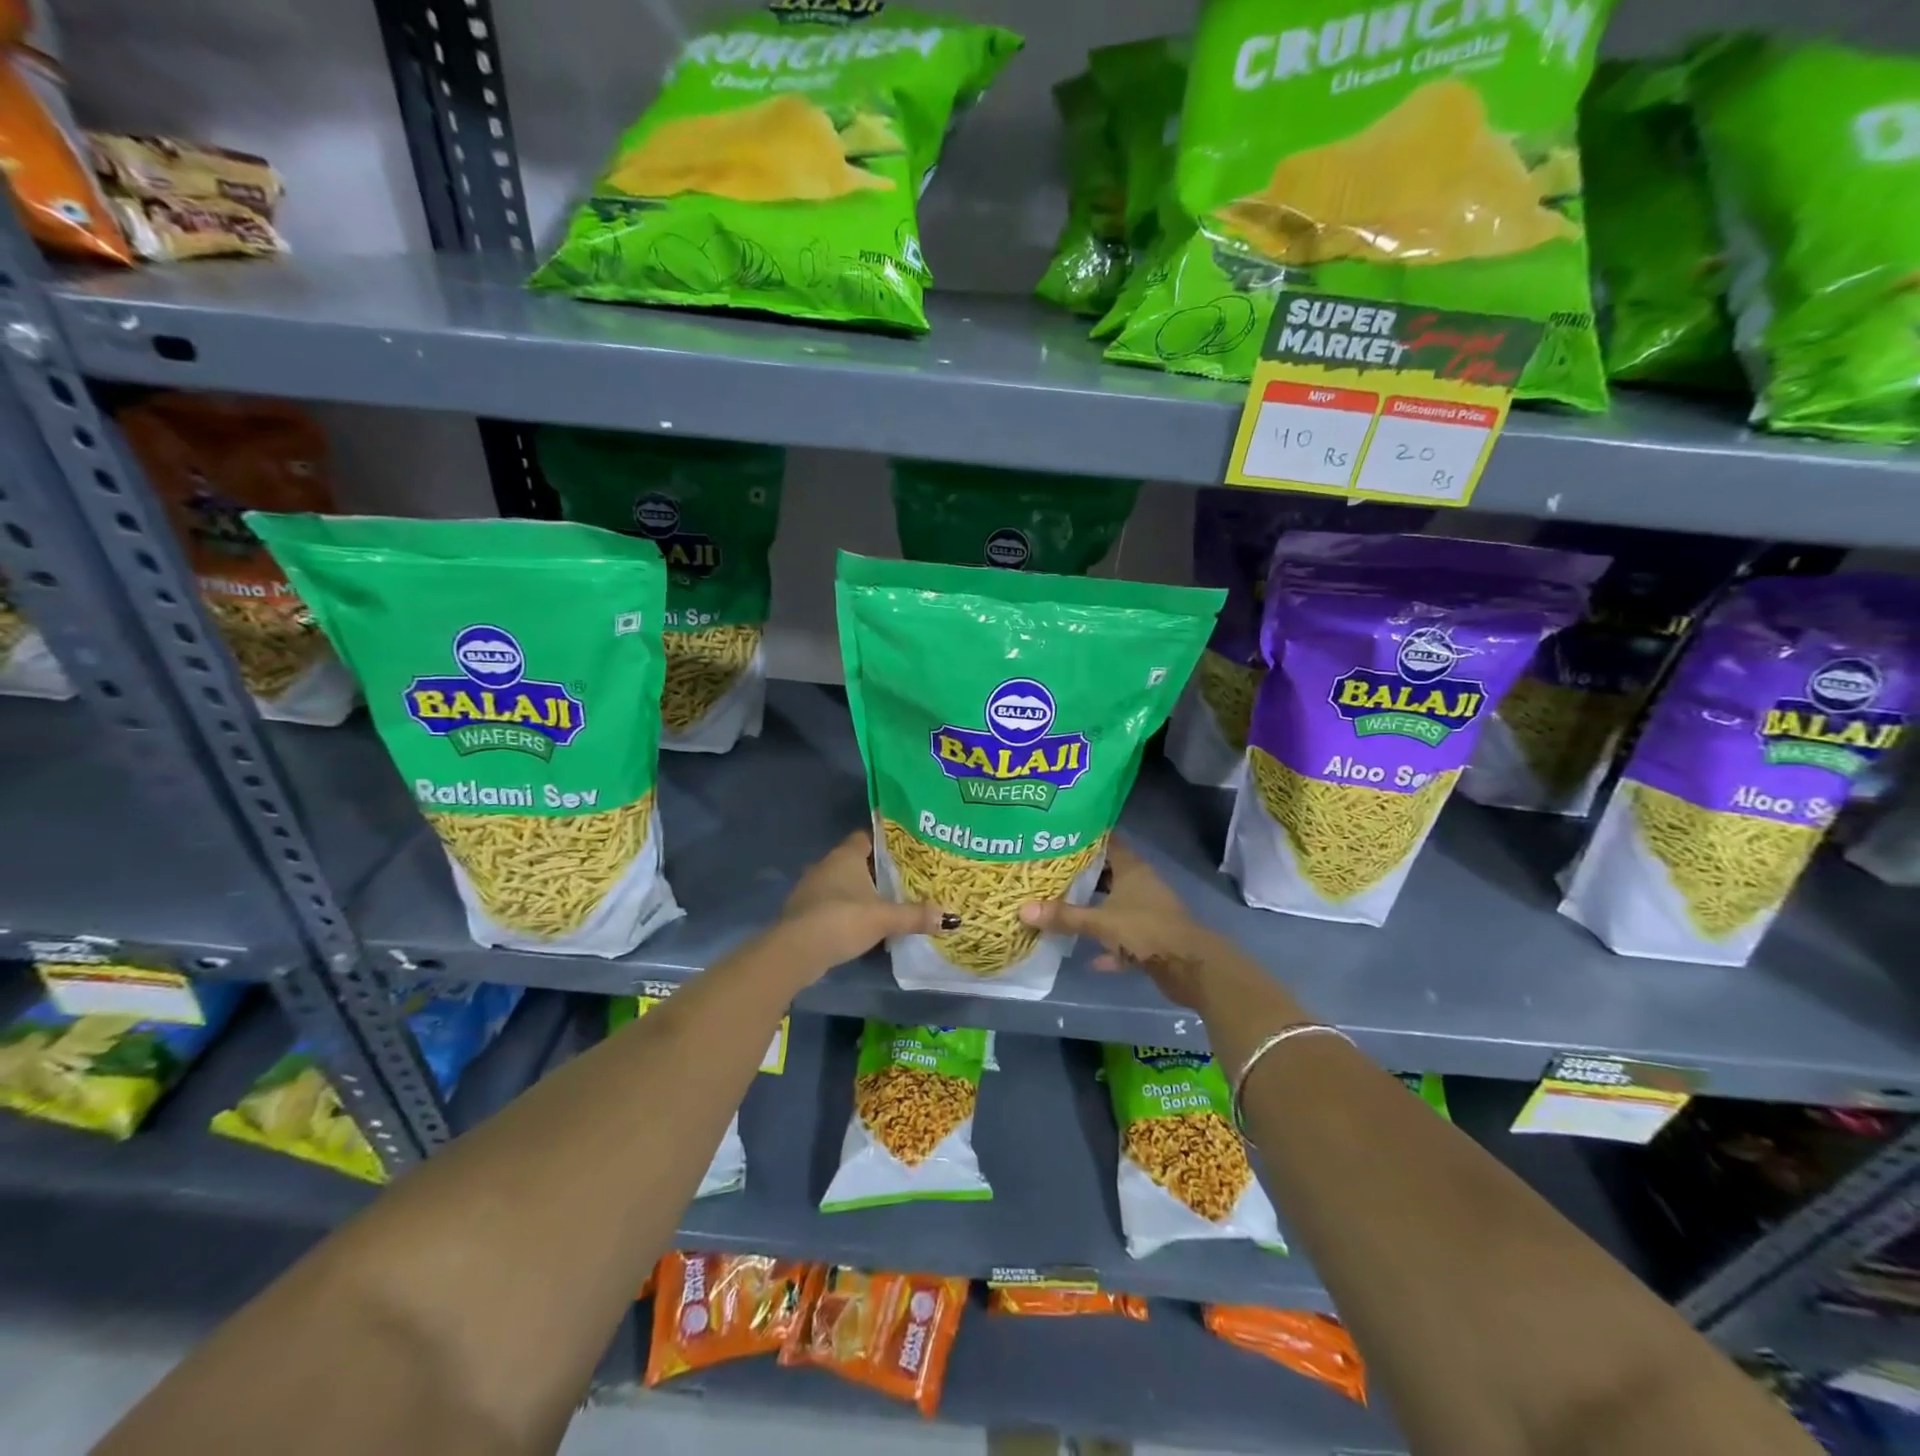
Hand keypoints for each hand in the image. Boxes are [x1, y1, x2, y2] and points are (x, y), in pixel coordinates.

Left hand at [774, 830, 953, 977]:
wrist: (795, 951)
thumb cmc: (841, 920)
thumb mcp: (884, 918)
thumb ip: (915, 915)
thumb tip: (950, 917)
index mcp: (845, 855)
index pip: (867, 836)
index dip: (887, 841)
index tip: (908, 849)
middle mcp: (827, 865)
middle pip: (857, 860)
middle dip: (879, 868)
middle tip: (906, 876)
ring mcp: (813, 888)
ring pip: (844, 882)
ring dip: (862, 890)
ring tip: (889, 900)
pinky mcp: (806, 911)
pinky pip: (833, 902)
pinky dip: (848, 908)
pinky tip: (864, 921)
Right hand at [1019, 838, 1217, 1008]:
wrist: (1191, 968)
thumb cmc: (1146, 930)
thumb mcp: (1100, 922)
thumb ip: (1064, 916)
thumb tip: (1023, 910)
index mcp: (1132, 869)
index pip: (1107, 842)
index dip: (1084, 839)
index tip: (1057, 837)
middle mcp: (1141, 885)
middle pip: (1108, 874)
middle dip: (1082, 876)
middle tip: (1049, 874)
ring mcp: (1148, 912)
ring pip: (1115, 906)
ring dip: (1094, 910)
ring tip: (1061, 909)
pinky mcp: (1152, 939)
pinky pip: (1124, 938)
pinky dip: (1109, 946)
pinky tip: (1090, 958)